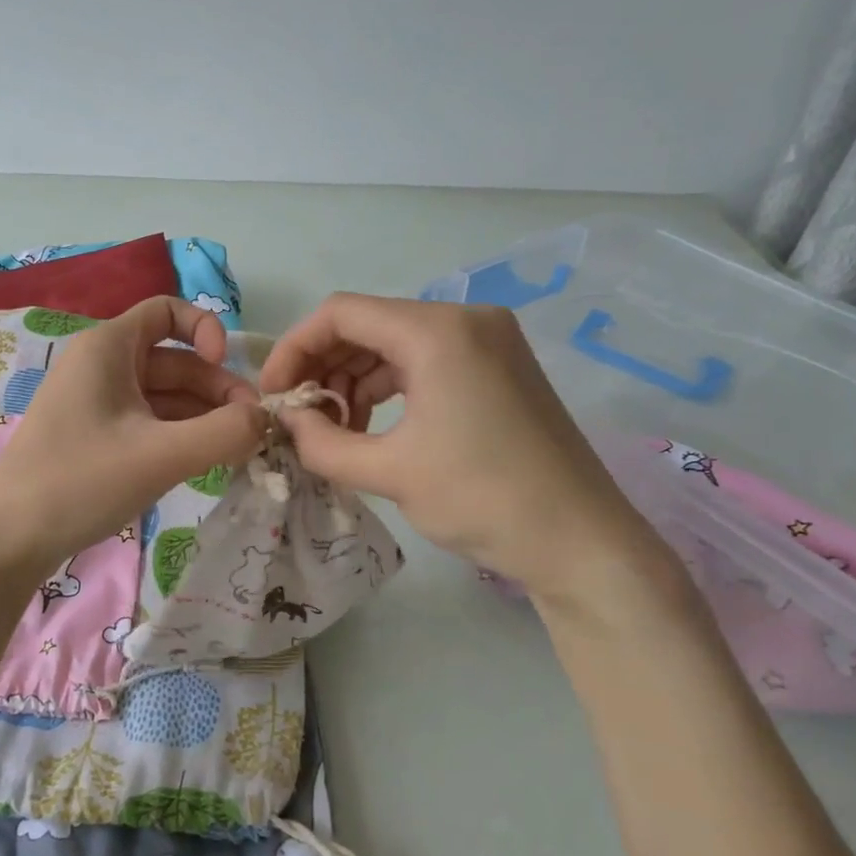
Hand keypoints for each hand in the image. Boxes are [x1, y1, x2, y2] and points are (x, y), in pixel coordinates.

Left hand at [0, 297, 267, 569]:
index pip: (167, 311)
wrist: (9, 540)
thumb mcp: (161, 455)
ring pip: (164, 396)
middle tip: (252, 429)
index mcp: (108, 347)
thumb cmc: (81, 482)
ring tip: (238, 451)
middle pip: (174, 361)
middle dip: (216, 389)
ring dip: (203, 416)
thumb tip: (266, 419)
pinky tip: (205, 462)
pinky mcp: (95, 437)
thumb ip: (225, 432)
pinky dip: (179, 435)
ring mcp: (96, 404)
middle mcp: (101, 366)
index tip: (226, 368)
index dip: (205, 329)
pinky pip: (148, 423)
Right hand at [259, 293, 664, 600]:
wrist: (581, 542)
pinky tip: (373, 425)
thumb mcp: (389, 472)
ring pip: (394, 343)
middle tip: (300, 416)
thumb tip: (286, 421)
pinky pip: (425, 361)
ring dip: (354, 380)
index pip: (340, 313)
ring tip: (335, 429)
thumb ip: (322, 442)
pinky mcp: (498, 367)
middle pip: (368, 324)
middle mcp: (465, 319)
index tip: (273, 395)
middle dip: (323, 366)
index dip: (294, 348)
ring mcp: (488, 341)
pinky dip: (389, 387)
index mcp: (438, 331)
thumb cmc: (482, 499)